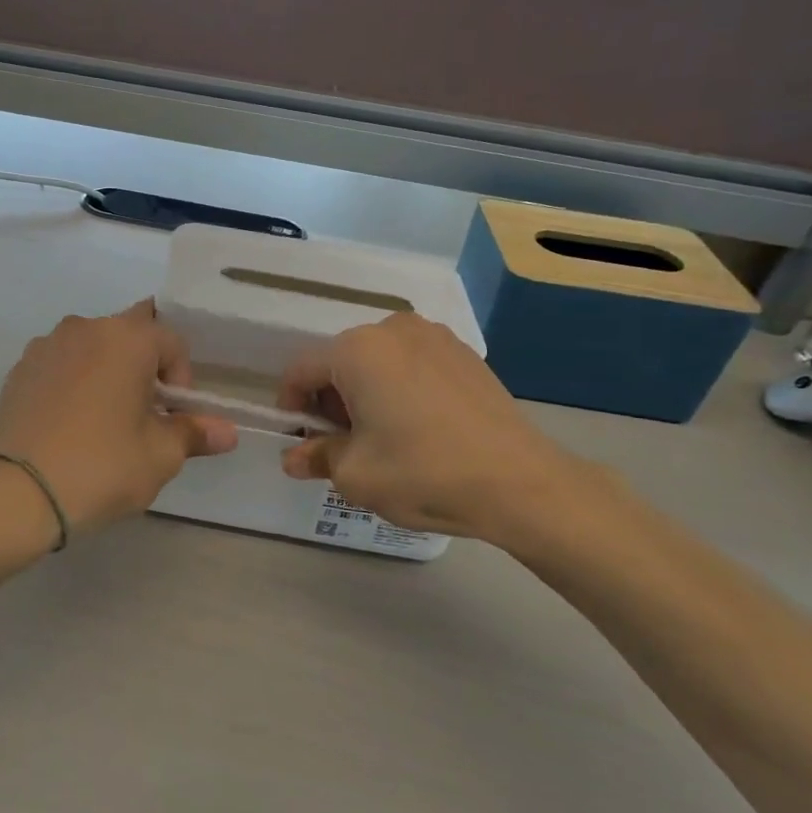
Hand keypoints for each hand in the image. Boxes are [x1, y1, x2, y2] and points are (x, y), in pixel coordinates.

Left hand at [0, 302, 236, 538]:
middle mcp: (85, 328)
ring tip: (103, 420)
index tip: (172, 417)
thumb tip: (228, 432)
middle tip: (143, 416)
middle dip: (144, 369)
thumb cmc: (102, 466)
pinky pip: (60, 365)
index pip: (172, 341)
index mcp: (127, 337)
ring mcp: (46, 346)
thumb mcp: (160, 455)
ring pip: (92, 349)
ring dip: (106, 372)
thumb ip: (194, 433)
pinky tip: (69, 424)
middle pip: (130, 336)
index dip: (181, 379)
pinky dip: (73, 383)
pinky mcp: (19, 370)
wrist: (18, 494)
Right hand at [278, 313, 608, 551]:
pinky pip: (412, 364)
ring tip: (380, 436)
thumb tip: (294, 457)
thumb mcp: (355, 475)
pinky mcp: (465, 354)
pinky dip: (400, 388)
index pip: (301, 370)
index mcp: (357, 350)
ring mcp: (435, 336)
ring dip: (365, 392)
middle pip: (340, 361)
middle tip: (339, 443)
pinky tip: (417, 426)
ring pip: (377, 361)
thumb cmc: (423, 473)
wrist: (520, 483)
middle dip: (330, 399)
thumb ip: (317, 457)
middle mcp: (392, 329)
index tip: (298, 438)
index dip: (290, 404)